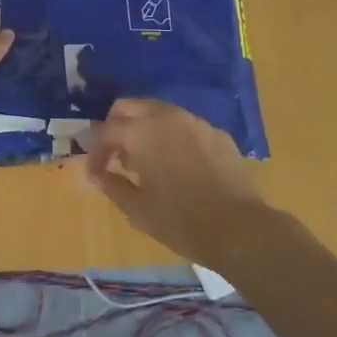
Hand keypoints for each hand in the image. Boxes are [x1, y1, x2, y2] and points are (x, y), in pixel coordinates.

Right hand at [82, 99, 267, 269]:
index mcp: (141, 132)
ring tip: (146, 161)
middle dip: (117, 127)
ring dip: (145, 129)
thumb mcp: (137, 209)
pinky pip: (185, 127)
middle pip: (130, 107)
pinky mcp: (217, 134)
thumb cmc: (180, 221)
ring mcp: (195, 122)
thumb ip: (112, 185)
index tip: (96, 174)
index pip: (105, 131)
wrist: (241, 230)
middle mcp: (166, 117)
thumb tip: (97, 174)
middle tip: (116, 156)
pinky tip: (178, 165)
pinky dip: (172, 138)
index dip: (95, 153)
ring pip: (159, 112)